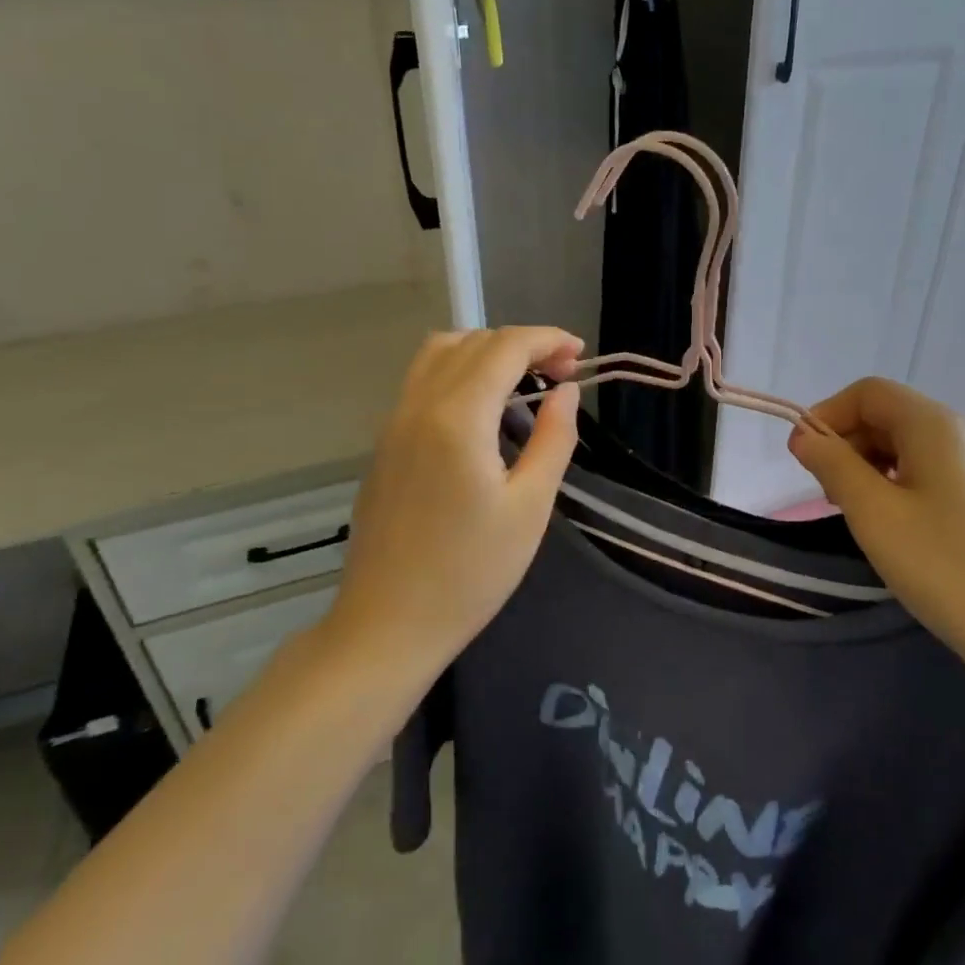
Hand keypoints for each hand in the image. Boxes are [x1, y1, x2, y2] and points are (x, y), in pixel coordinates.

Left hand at [328, 327, 582, 662]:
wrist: (387, 625)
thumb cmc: (470, 573)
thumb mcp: (530, 508)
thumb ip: (553, 439)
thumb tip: (565, 392)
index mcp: (456, 418)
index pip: (504, 347)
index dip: (547, 339)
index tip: (580, 354)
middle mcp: (418, 406)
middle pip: (473, 342)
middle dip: (523, 344)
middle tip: (562, 374)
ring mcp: (393, 423)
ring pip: (439, 354)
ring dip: (486, 351)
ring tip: (523, 381)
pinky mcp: (384, 444)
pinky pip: (422, 381)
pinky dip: (459, 371)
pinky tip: (483, 409)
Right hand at [787, 378, 964, 690]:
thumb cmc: (947, 566)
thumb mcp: (874, 513)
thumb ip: (833, 465)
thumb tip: (804, 436)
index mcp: (934, 424)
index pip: (868, 393)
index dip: (828, 415)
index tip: (803, 460)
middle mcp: (961, 432)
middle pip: (889, 415)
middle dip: (848, 444)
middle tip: (829, 496)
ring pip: (908, 445)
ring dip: (870, 467)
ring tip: (858, 515)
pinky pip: (930, 471)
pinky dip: (898, 485)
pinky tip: (895, 526)